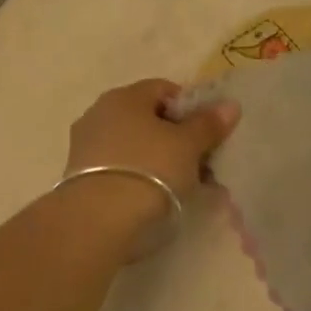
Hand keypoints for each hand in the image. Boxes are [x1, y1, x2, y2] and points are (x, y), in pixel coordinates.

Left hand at [65, 79, 239, 223]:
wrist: (98, 221)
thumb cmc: (150, 170)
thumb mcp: (188, 146)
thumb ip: (208, 124)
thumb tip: (230, 105)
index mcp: (124, 96)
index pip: (164, 89)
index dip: (190, 108)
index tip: (207, 133)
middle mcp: (99, 113)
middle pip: (147, 118)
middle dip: (176, 137)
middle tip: (200, 162)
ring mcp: (85, 146)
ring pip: (134, 145)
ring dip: (158, 159)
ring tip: (182, 185)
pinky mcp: (79, 177)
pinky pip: (120, 168)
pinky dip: (139, 176)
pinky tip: (155, 197)